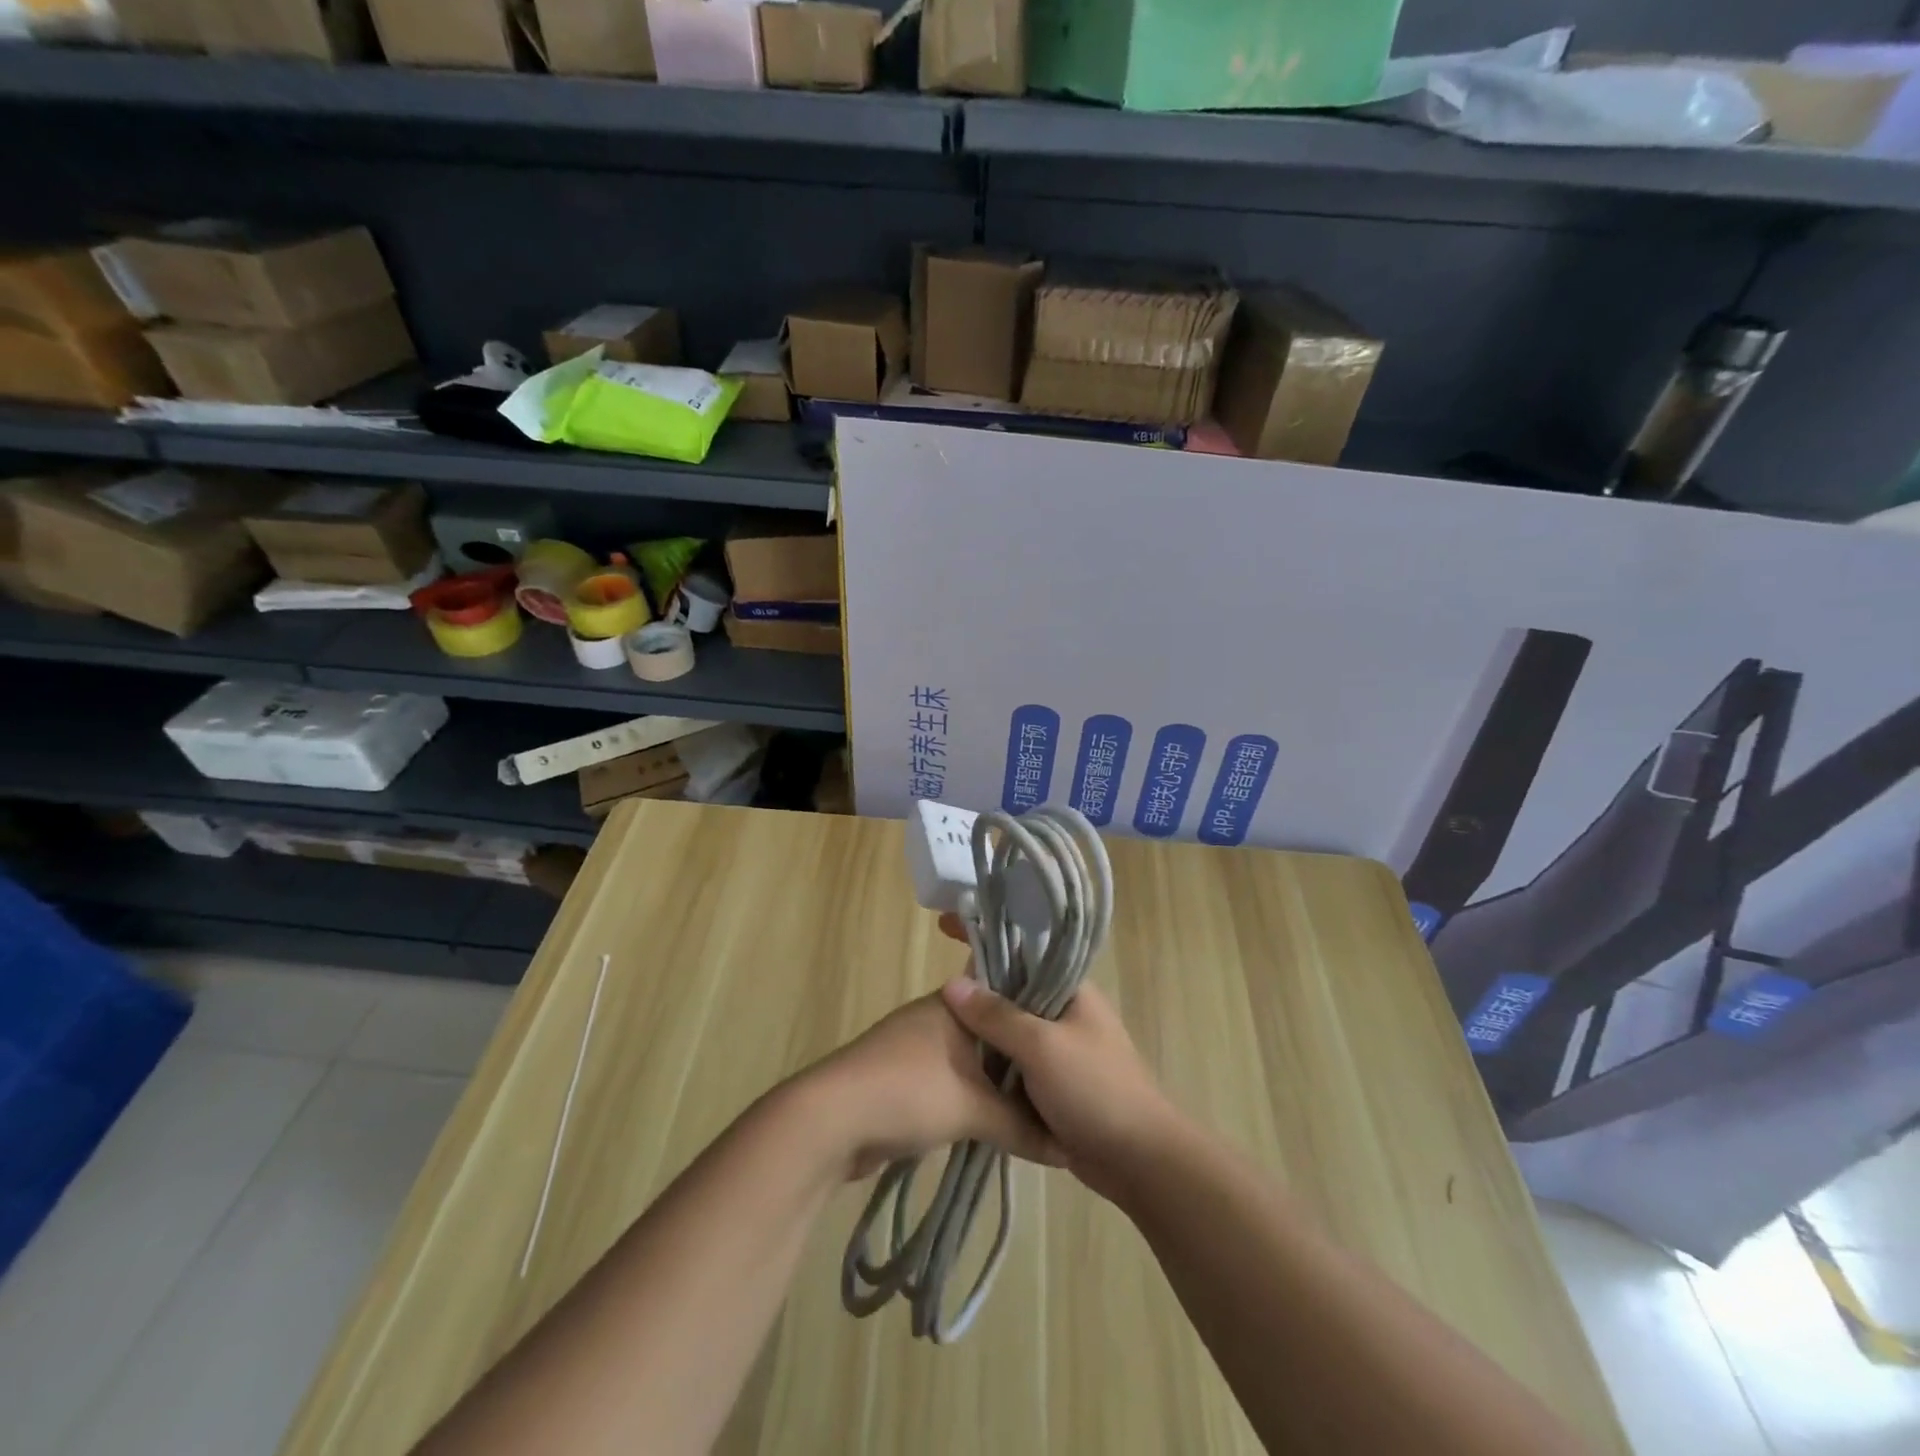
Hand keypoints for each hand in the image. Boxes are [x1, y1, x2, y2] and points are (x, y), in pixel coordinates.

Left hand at [804, 994, 1061, 1180]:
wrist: (830, 1120)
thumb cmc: (908, 1092)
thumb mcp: (974, 1109)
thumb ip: (1022, 1126)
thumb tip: (1068, 1151)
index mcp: (955, 1003)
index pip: (1007, 995)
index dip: (1038, 1015)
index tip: (1071, 1036)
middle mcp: (937, 1015)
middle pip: (992, 1031)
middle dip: (1021, 1057)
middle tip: (1063, 1081)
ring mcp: (916, 1045)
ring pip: (970, 1059)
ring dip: (995, 1082)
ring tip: (1038, 1105)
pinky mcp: (902, 1077)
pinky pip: (951, 1080)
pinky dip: (971, 1097)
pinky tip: (995, 1120)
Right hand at [935, 925, 1178, 1200]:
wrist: (1140, 1162)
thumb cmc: (1095, 1090)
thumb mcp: (1042, 1047)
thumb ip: (997, 1016)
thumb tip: (951, 983)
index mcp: (1072, 991)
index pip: (1022, 952)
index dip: (986, 940)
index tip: (946, 929)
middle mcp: (1067, 1014)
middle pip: (1013, 992)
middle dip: (978, 991)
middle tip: (933, 990)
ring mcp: (1062, 1050)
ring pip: (1012, 1031)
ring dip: (984, 1033)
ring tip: (938, 1026)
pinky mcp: (1056, 1085)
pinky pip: (1016, 1065)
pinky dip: (994, 1065)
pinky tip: (963, 1068)